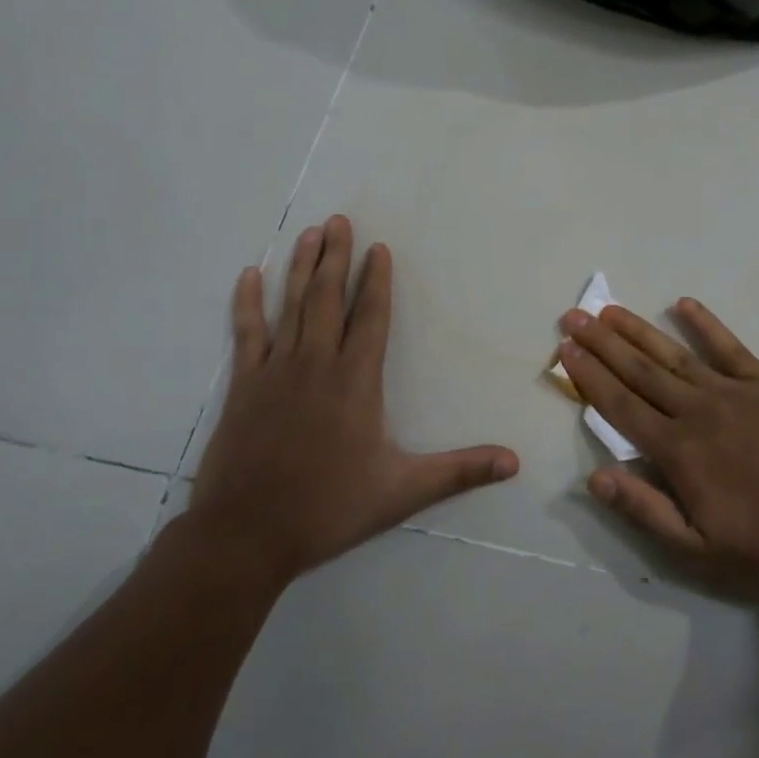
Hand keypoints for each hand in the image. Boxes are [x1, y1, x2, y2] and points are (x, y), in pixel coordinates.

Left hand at [188, 215, 518, 594]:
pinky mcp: (244, 386)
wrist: (246, 536)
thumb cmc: (328, 507)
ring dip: (301, 267)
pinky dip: (248, 302)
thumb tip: (514, 462)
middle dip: (337, 257)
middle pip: (330, 298)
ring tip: (310, 233)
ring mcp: (276, 371)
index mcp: (356, 381)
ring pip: (292, 306)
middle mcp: (317, 363)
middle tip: (339, 220)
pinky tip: (250, 275)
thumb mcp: (402, 491)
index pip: (372, 317)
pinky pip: (247, 333)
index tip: (378, 248)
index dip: (377, 281)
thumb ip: (459, 471)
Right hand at [559, 300, 758, 599]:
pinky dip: (705, 323)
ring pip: (674, 354)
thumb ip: (645, 510)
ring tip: (610, 310)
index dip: (589, 377)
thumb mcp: (700, 550)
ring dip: (639, 331)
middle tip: (575, 316)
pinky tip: (683, 304)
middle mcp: (697, 410)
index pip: (620, 406)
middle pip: (639, 371)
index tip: (566, 350)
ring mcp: (733, 391)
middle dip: (602, 343)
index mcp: (677, 451)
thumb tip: (595, 477)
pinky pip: (729, 346)